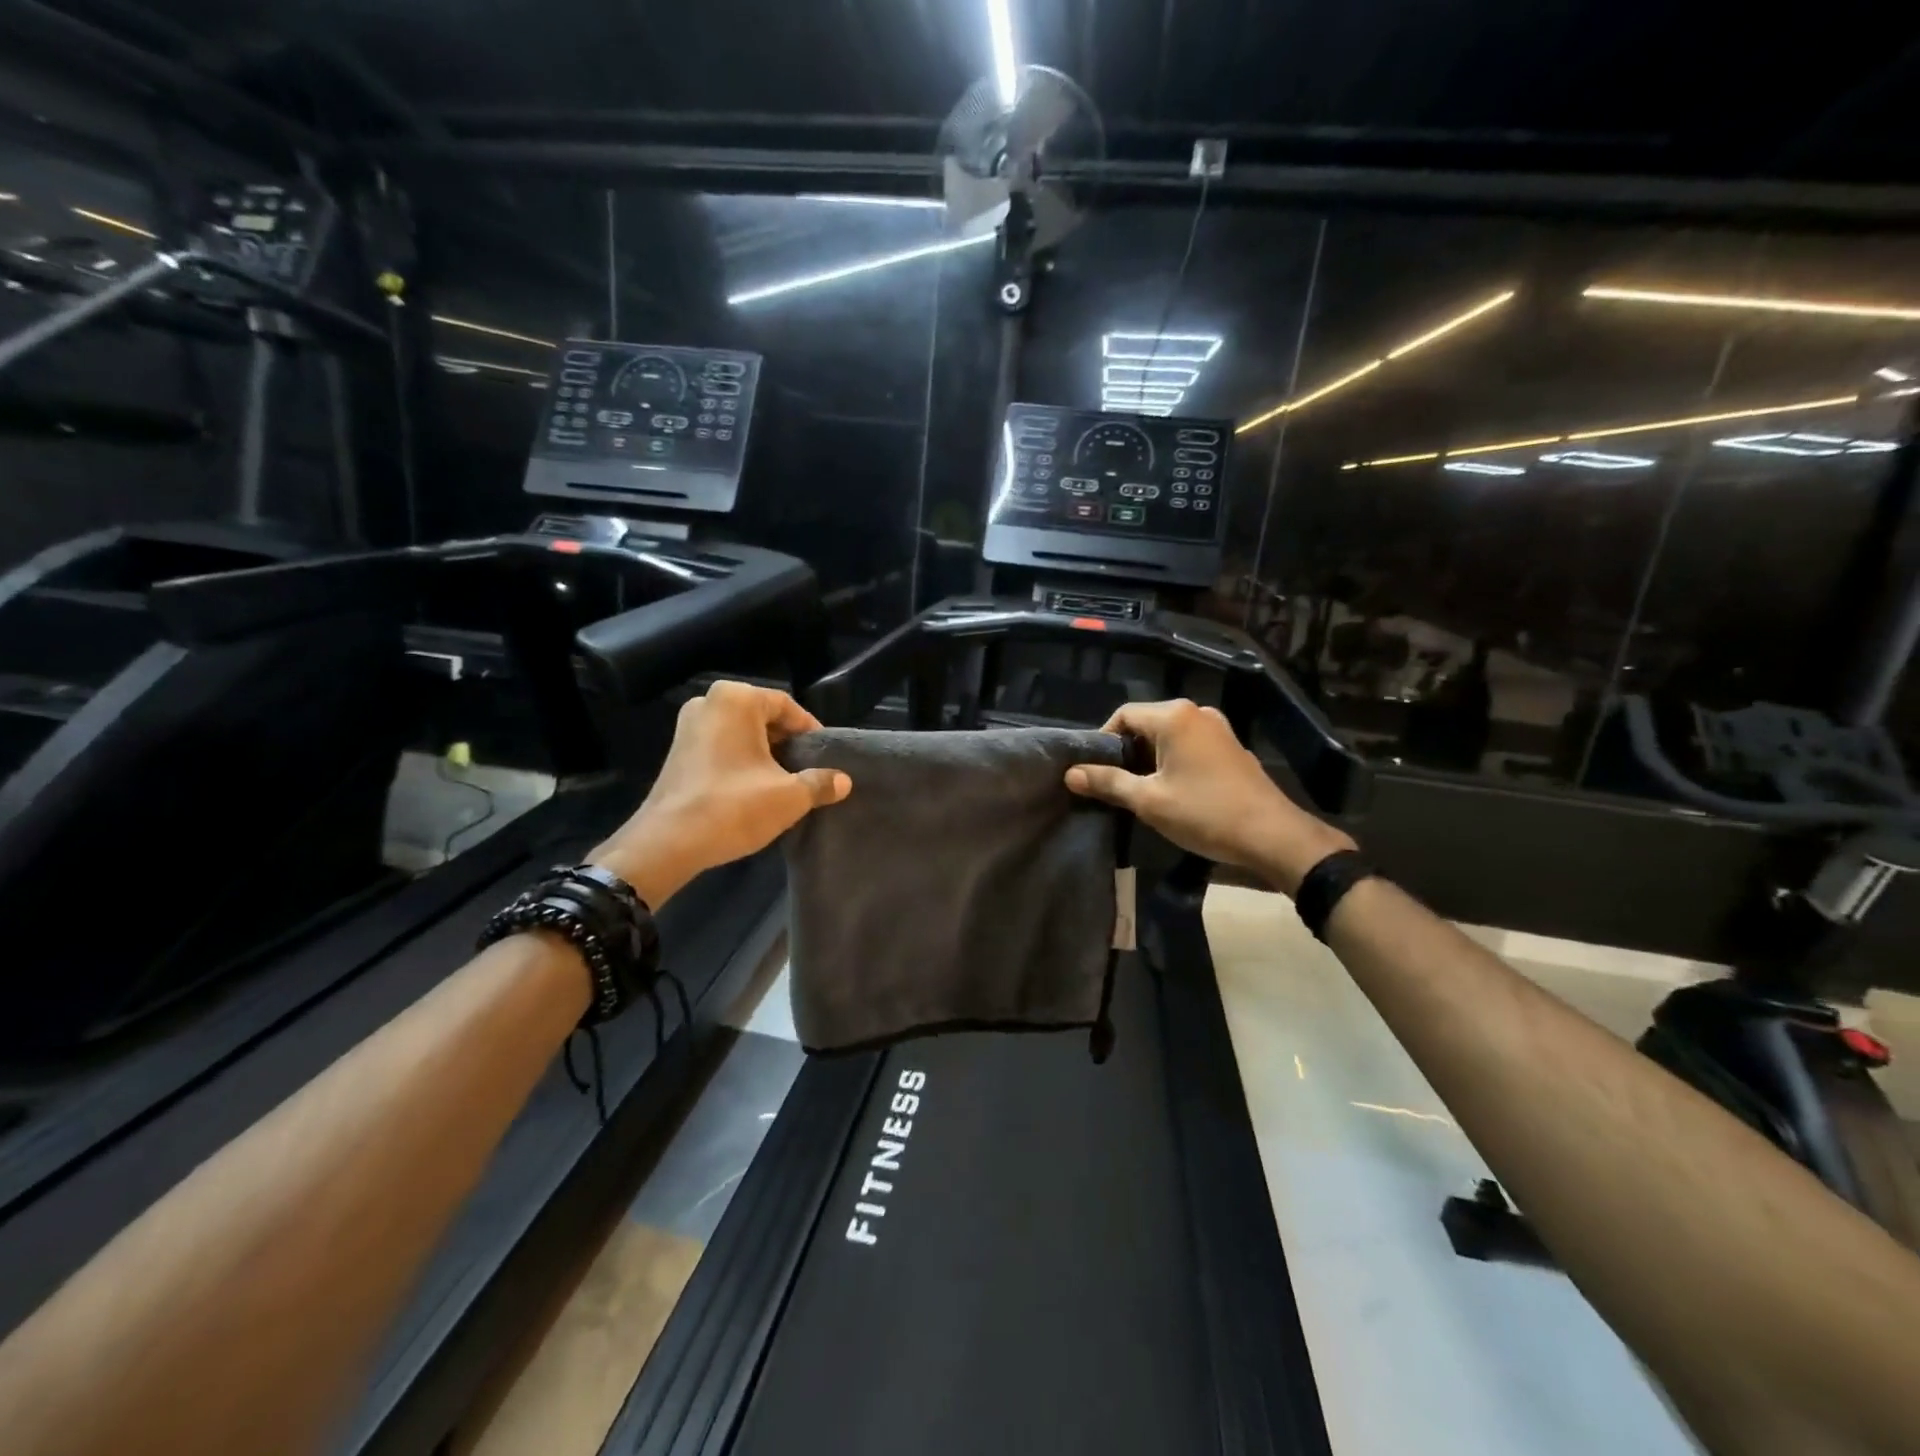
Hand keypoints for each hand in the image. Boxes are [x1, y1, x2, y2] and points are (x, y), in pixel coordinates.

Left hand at [591, 681, 850, 907]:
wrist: (668, 843)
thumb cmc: (733, 807)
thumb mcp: (789, 797)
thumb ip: (820, 783)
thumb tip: (844, 781)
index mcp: (737, 699)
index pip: (787, 706)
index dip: (811, 731)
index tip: (825, 757)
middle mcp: (709, 702)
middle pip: (763, 717)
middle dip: (787, 742)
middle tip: (807, 769)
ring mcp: (688, 726)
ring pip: (741, 733)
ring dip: (764, 753)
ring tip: (784, 781)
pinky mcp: (678, 751)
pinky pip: (721, 746)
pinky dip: (740, 760)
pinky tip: (754, 788)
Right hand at [1064, 699, 1353, 894]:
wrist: (1272, 835)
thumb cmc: (1205, 813)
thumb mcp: (1149, 800)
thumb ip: (1108, 782)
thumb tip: (1070, 773)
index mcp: (1174, 716)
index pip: (1123, 715)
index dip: (1103, 741)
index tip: (1095, 772)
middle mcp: (1196, 712)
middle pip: (1146, 723)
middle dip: (1127, 751)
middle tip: (1115, 785)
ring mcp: (1218, 728)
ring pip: (1169, 736)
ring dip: (1150, 759)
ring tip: (1141, 791)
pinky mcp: (1231, 747)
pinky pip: (1190, 745)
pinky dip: (1174, 761)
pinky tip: (1173, 791)